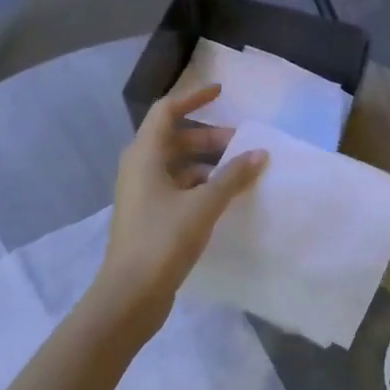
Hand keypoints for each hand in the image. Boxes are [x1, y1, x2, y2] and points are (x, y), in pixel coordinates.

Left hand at [96, 85, 266, 332]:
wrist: (129, 296)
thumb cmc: (163, 239)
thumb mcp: (204, 204)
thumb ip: (233, 176)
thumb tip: (260, 153)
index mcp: (144, 155)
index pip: (167, 110)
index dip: (194, 98)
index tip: (221, 93)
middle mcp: (139, 167)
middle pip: (175, 138)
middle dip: (209, 137)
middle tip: (242, 144)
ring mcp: (141, 193)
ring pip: (177, 164)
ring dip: (207, 162)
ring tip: (238, 173)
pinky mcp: (148, 216)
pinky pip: (176, 186)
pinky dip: (199, 184)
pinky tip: (223, 198)